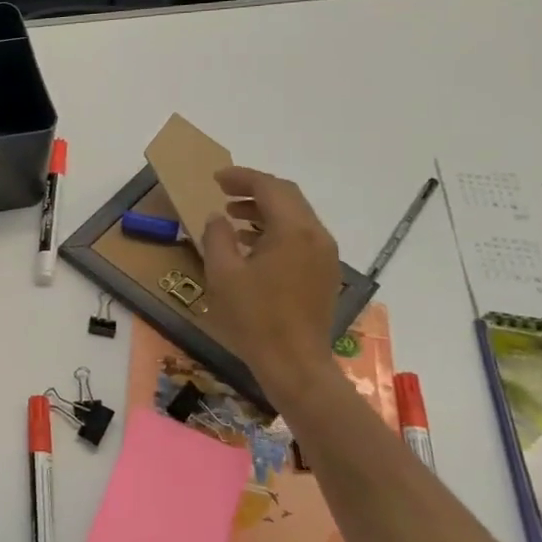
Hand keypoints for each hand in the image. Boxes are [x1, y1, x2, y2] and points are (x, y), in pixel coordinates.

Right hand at [201, 166, 342, 397]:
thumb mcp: (223, 274)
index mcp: (293, 231)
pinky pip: (301, 236)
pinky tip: (252, 244)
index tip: (216, 178)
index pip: (270, 188)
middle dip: (255, 189)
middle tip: (224, 191)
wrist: (295, 363)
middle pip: (288, 197)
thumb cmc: (255, 317)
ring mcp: (325, 255)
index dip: (242, 178)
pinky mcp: (324, 273)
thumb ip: (217, 237)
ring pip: (296, 216)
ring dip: (265, 209)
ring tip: (233, 216)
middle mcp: (316, 236)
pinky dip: (276, 229)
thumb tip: (219, 218)